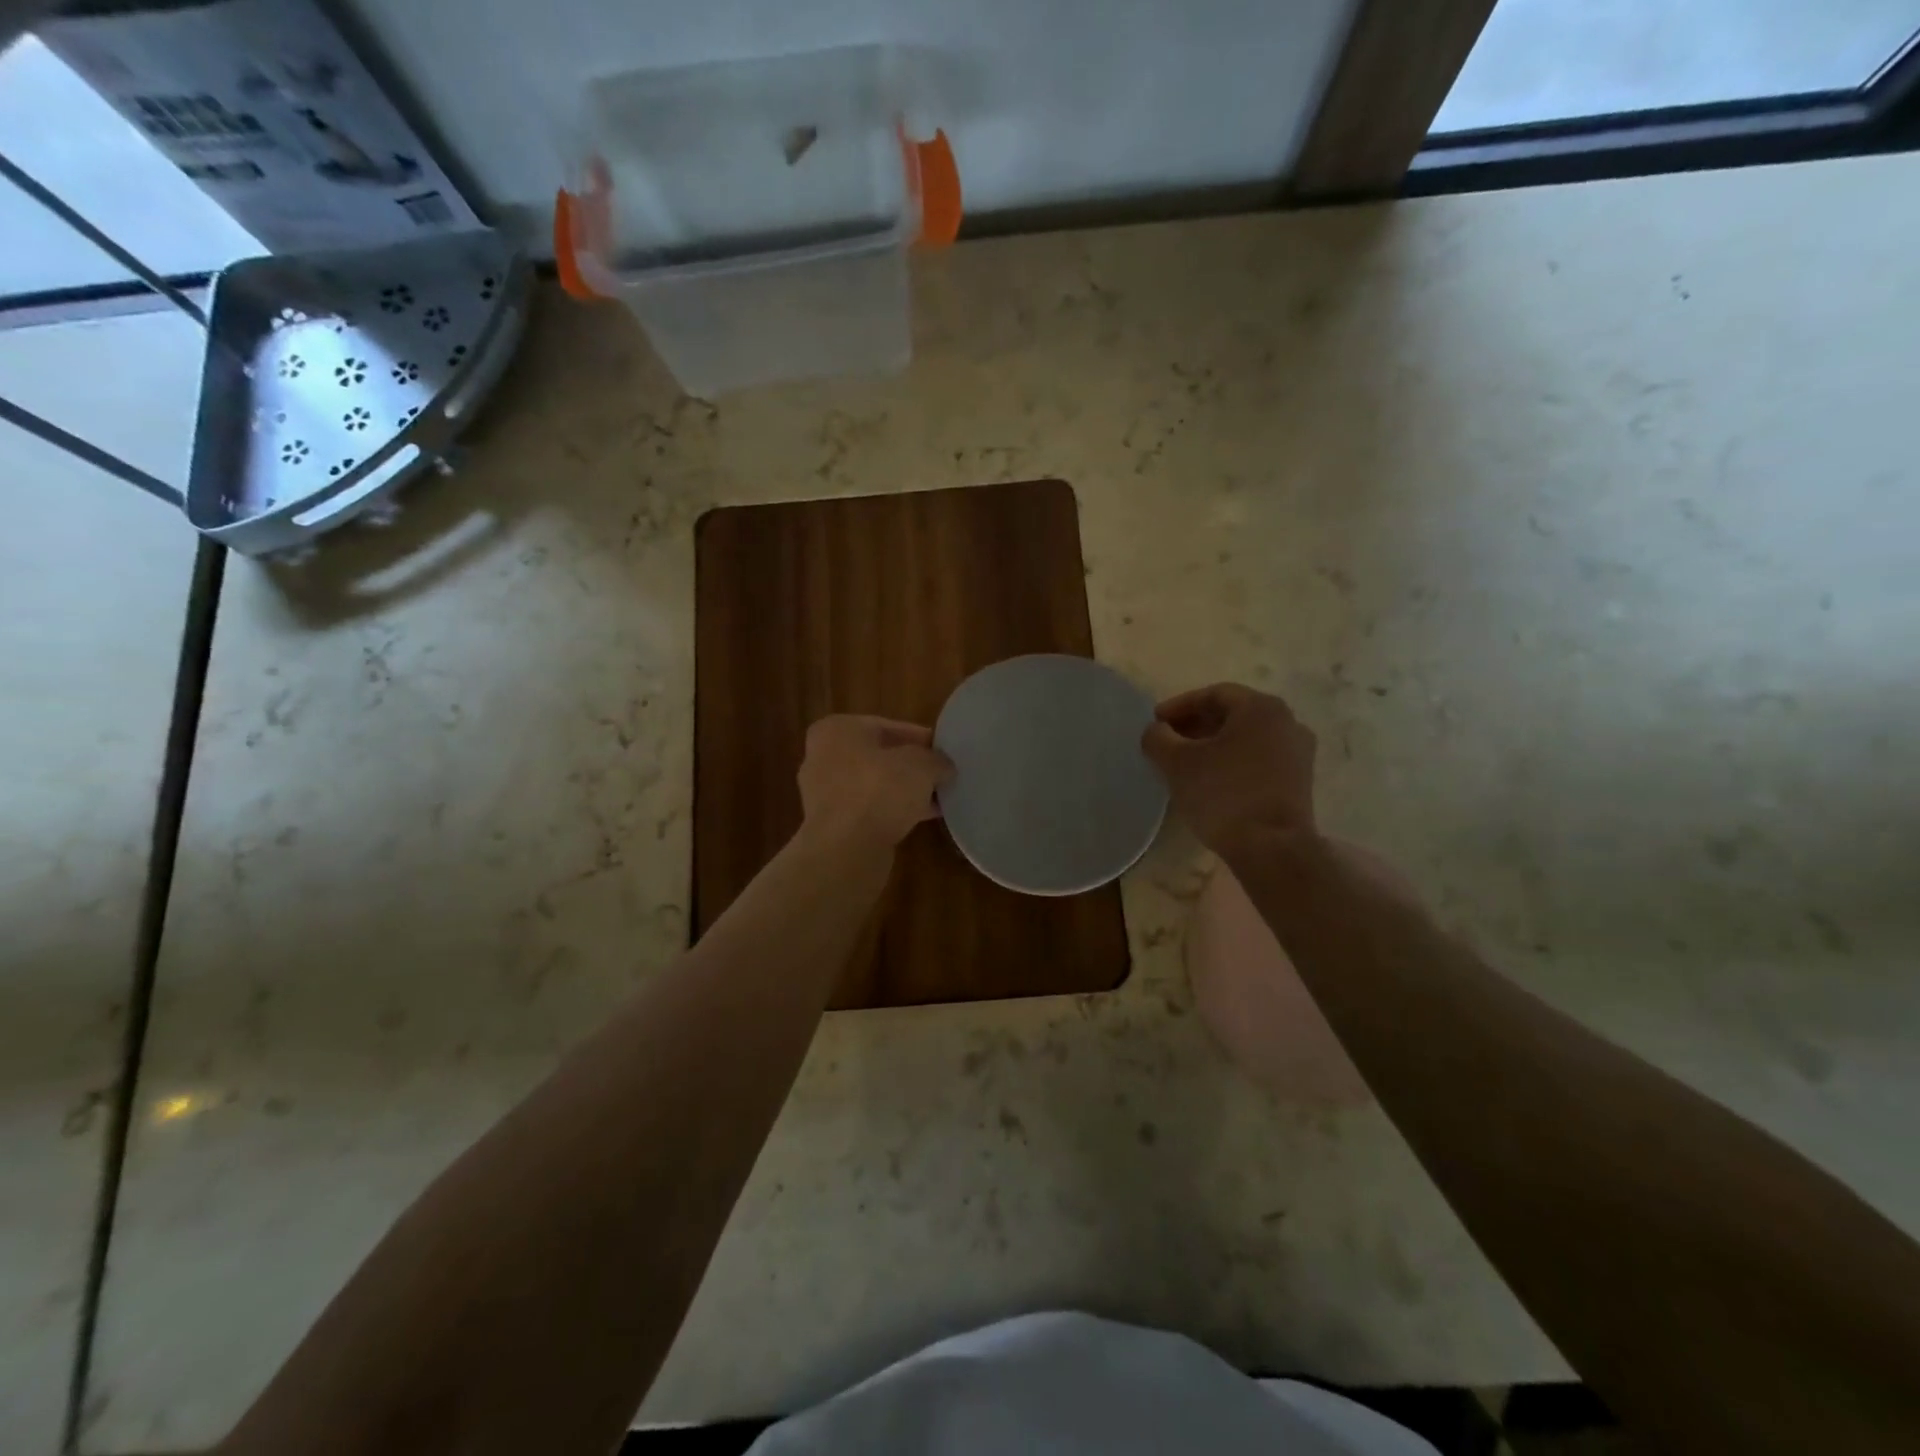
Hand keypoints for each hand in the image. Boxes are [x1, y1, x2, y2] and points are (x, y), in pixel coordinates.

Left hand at [797, 715, 953, 850]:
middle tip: (941, 775)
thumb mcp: (921, 765)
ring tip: (937, 798)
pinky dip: (892, 812)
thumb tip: (944, 767)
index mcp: (837, 730)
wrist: (845, 849)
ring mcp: (824, 793)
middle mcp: (823, 757)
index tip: (943, 751)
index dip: (919, 738)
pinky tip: (922, 819)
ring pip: (874, 785)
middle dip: (910, 766)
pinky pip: (869, 810)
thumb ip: (936, 760)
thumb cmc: (879, 790)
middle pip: (878, 756)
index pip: (886, 726)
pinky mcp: (832, 824)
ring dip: (903, 791)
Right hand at [1141, 683, 1316, 855]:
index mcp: (1260, 708)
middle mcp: (1287, 722)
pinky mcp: (1299, 781)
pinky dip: (1233, 762)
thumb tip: (1156, 731)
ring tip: (1185, 763)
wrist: (1272, 848)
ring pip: (1247, 738)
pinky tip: (1211, 780)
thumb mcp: (1177, 763)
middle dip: (1196, 725)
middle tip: (1167, 742)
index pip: (1213, 694)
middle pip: (1232, 714)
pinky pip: (1259, 759)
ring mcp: (1298, 753)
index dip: (1179, 706)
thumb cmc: (1223, 794)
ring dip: (1214, 745)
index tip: (1155, 723)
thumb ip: (1158, 738)